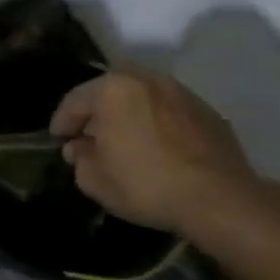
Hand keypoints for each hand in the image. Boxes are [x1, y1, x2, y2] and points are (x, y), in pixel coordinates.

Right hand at [51, 69, 259, 234]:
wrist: (220, 199)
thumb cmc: (147, 185)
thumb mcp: (96, 181)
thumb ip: (80, 159)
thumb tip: (80, 148)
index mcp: (112, 90)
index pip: (74, 100)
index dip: (62, 121)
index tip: (59, 139)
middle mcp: (145, 80)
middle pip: (109, 91)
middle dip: (96, 111)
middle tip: (89, 136)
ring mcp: (179, 92)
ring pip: (141, 97)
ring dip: (128, 113)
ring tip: (125, 139)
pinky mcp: (205, 110)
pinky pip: (168, 110)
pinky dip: (156, 122)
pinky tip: (157, 146)